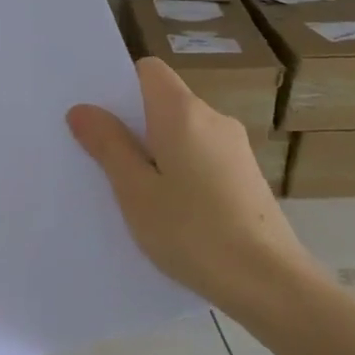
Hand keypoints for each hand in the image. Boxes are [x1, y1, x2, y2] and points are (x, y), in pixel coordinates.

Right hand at [68, 57, 317, 322]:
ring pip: (182, 132)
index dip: (121, 86)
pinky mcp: (247, 176)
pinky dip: (180, 169)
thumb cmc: (193, 232)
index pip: (148, 70)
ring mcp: (236, 148)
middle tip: (103, 158)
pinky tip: (171, 209)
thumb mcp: (135, 191)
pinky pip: (201, 155)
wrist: (271, 285)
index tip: (100, 118)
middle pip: (164, 101)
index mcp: (183, 112)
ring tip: (135, 191)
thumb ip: (108, 145)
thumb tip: (82, 109)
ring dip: (156, 150)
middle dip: (133, 123)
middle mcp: (213, 118)